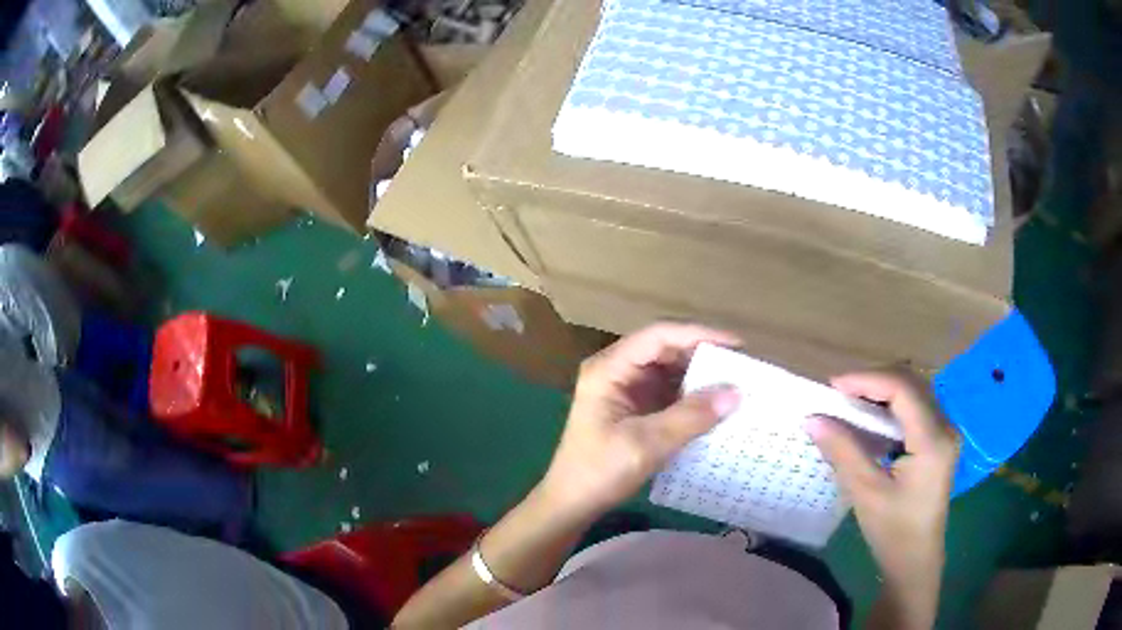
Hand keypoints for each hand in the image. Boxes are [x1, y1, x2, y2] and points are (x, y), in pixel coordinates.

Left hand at [540, 323, 741, 518]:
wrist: (571, 504)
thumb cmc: (599, 471)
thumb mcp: (646, 444)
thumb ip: (690, 416)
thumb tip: (736, 393)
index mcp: (610, 368)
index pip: (659, 335)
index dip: (700, 335)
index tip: (738, 345)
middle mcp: (617, 370)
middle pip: (666, 349)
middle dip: (704, 356)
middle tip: (743, 366)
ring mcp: (625, 389)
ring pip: (669, 370)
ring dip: (700, 376)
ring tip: (737, 383)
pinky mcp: (634, 408)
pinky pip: (668, 392)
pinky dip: (691, 396)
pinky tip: (716, 405)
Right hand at [806, 372, 958, 625]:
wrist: (915, 561)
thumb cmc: (893, 531)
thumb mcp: (866, 492)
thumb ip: (843, 451)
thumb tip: (812, 418)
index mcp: (933, 440)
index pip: (903, 389)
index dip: (868, 380)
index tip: (834, 386)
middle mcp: (945, 427)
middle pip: (911, 384)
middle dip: (874, 382)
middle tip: (839, 394)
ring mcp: (945, 433)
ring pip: (914, 393)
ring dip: (882, 392)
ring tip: (850, 403)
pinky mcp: (939, 441)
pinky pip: (915, 409)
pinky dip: (890, 407)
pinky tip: (871, 421)